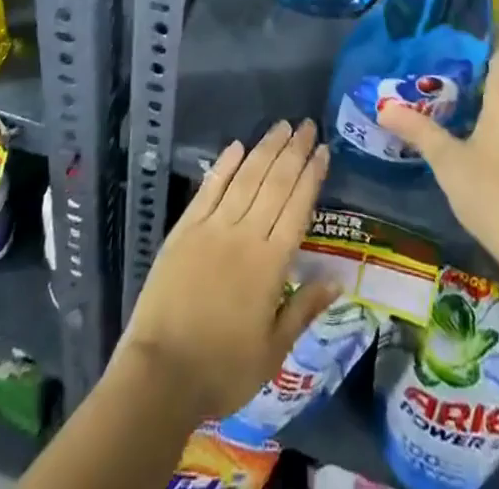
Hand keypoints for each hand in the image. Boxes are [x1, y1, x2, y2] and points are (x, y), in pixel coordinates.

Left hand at [119, 120, 340, 423]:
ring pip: (245, 178)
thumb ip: (304, 309)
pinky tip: (237, 146)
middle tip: (307, 125)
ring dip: (265, 149)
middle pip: (275, 183)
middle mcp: (245, 235)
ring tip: (282, 126)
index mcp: (270, 264)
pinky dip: (224, 165)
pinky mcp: (185, 229)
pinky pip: (209, 189)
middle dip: (294, 151)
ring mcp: (212, 227)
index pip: (297, 207)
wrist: (160, 374)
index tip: (324, 150)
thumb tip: (338, 278)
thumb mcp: (273, 352)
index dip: (312, 176)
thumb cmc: (222, 369)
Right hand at [379, 30, 498, 287]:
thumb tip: (383, 108)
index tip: (460, 30)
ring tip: (456, 100)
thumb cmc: (496, 193)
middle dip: (481, 68)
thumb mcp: (448, 161)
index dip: (488, 30)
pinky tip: (479, 136)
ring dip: (493, 97)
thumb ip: (418, 130)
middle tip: (444, 70)